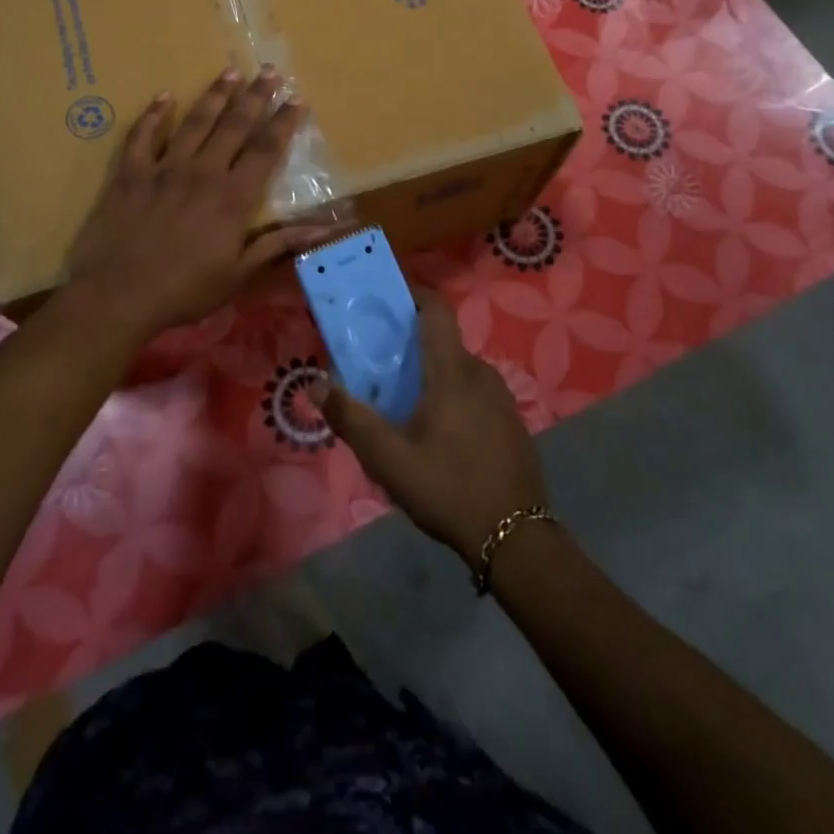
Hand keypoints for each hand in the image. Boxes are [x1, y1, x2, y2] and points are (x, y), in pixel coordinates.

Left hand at [63, 67, 332, 344]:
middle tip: (269, 71)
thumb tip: (325, 227)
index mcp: (232, 197)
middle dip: (255, 97)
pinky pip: (142, 136)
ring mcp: (163, 169)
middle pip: (234, 126)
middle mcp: (203, 172)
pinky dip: (153, 115)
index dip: (283, 123)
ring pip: (195, 123)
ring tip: (230, 71)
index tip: (297, 99)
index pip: (266, 150)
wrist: (118, 296)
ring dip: (214, 96)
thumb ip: (279, 243)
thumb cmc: (184, 290)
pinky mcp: (129, 174)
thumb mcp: (239, 274)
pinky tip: (164, 97)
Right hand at [314, 291, 547, 562]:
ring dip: (433, 377)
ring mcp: (502, 398)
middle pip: (443, 344)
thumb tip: (317, 384)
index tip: (388, 298)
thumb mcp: (389, 459)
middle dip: (413, 348)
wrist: (516, 539)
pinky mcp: (512, 422)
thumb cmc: (448, 488)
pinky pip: (476, 394)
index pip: (437, 310)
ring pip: (460, 372)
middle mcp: (481, 373)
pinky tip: (439, 435)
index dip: (414, 295)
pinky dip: (454, 398)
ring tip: (405, 407)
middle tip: (381, 369)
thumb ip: (351, 419)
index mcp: (453, 371)